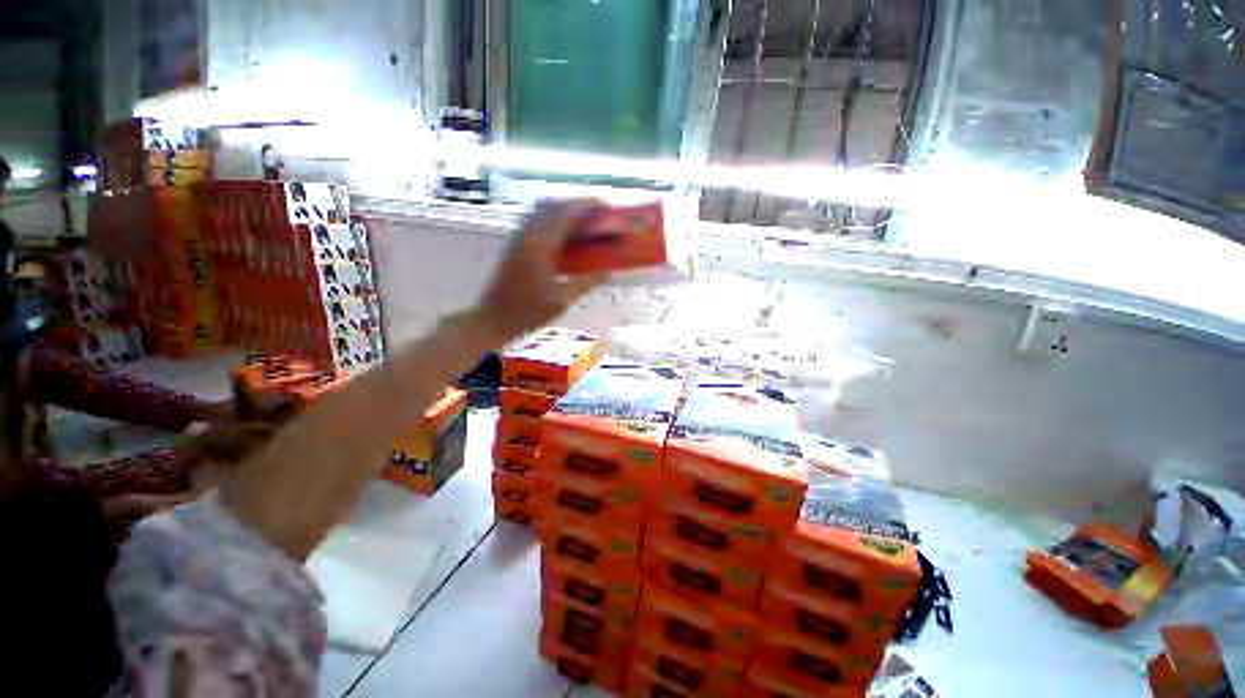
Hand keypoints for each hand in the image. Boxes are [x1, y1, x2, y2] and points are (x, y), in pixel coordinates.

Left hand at [480, 199, 606, 340]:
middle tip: (596, 212)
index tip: (604, 205)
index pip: (565, 215)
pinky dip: (552, 217)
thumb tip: (607, 271)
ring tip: (581, 219)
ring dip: (563, 209)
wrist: (494, 318)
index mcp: (540, 247)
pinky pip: (535, 220)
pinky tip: (562, 232)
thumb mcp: (562, 301)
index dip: (585, 207)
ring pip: (541, 210)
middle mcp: (527, 235)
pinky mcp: (514, 243)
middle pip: (553, 206)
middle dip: (576, 204)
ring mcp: (518, 237)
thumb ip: (585, 283)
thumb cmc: (528, 312)